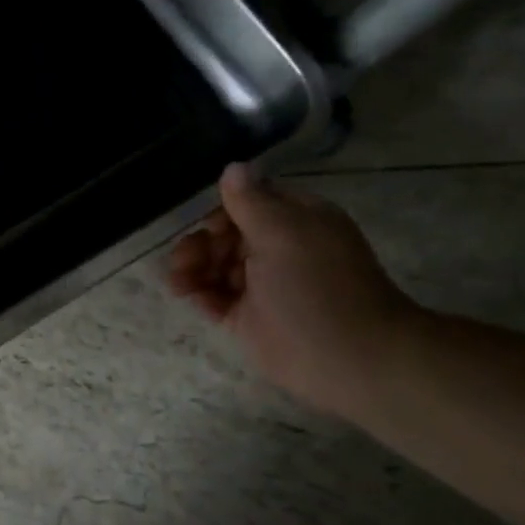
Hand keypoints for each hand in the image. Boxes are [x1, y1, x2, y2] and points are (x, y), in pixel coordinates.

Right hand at [166, 164, 421, 417]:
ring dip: (192, 267)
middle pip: (227, 234)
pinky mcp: (247, 317)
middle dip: (201, 243)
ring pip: (216, 265)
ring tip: (178, 282)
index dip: (224, 210)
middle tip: (184, 259)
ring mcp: (262, 285)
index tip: (209, 227)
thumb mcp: (284, 233)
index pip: (251, 202)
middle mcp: (279, 249)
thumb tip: (233, 166)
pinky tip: (187, 294)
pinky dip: (198, 292)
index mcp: (297, 221)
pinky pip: (214, 297)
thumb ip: (252, 201)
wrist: (345, 358)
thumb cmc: (317, 286)